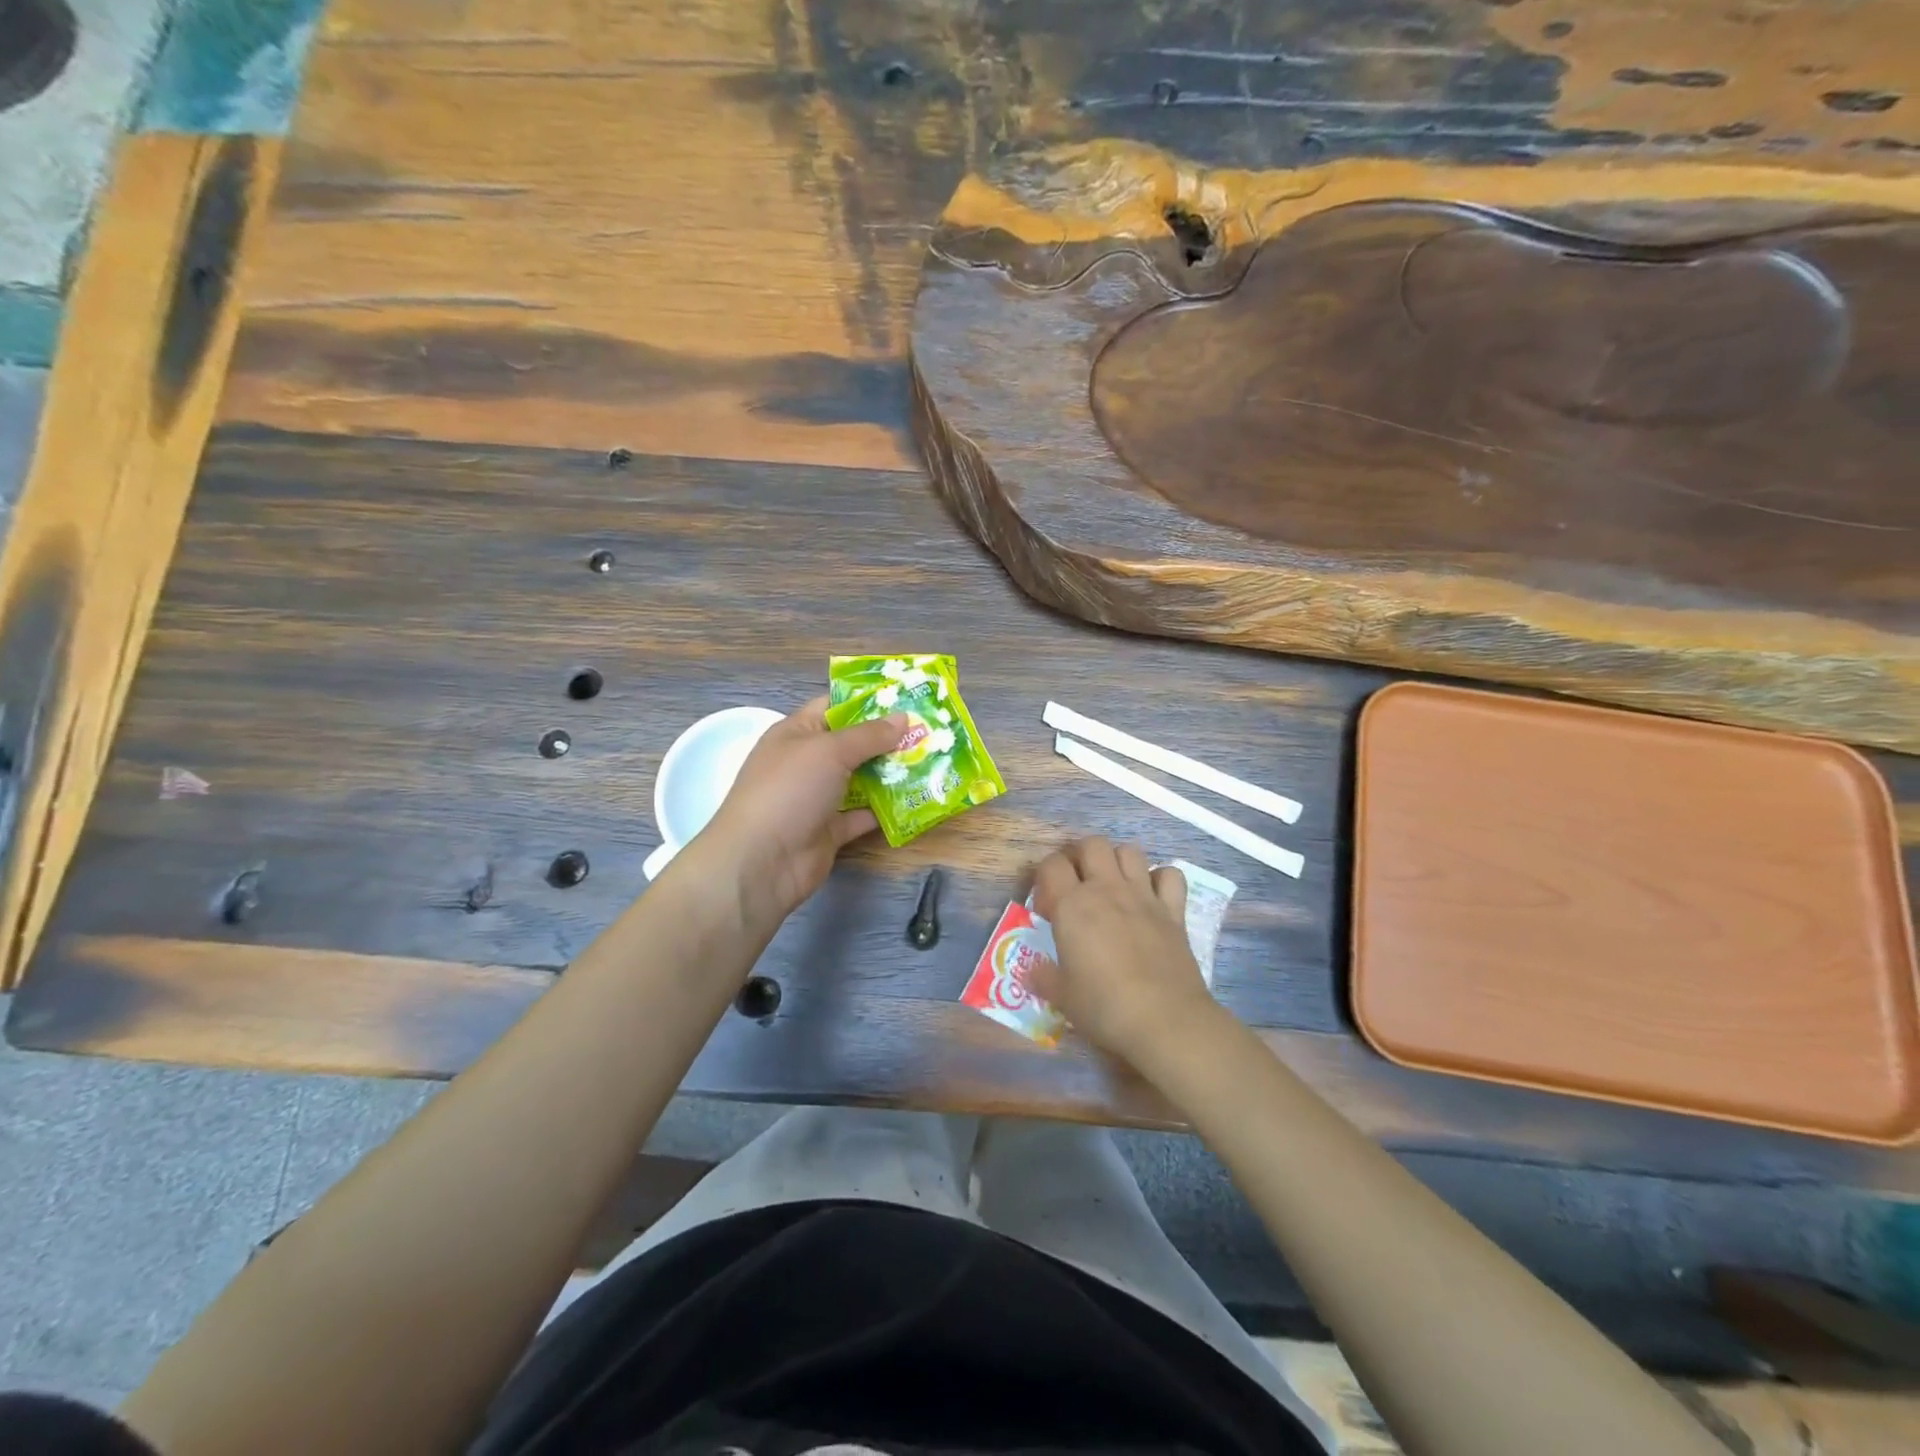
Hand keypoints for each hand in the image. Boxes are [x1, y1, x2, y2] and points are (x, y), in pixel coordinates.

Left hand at [696, 696, 907, 927]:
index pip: (833, 706)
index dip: (868, 700)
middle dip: (888, 738)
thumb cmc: (790, 790)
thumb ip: (868, 735)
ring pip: (861, 780)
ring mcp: (818, 798)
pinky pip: (863, 814)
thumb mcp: (829, 751)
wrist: (762, 862)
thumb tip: (903, 717)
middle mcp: (807, 762)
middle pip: (852, 744)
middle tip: (930, 732)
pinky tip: (916, 800)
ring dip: (892, 773)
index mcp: (797, 733)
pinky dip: (886, 810)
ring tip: (932, 762)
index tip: (907, 698)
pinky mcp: (830, 830)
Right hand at [1030, 837, 1216, 1062]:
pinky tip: (1152, 896)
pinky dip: (1160, 878)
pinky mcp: (1173, 911)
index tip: (1047, 907)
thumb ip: (1044, 978)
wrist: (1165, 1021)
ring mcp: (1143, 896)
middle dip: (1080, 856)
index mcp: (1072, 906)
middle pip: (1091, 844)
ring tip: (1112, 885)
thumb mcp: (1063, 997)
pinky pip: (1170, 875)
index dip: (1044, 878)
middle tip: (1077, 884)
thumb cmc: (1104, 1008)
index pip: (1051, 865)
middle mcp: (1107, 890)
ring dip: (1118, 860)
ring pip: (1130, 850)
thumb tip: (1032, 972)